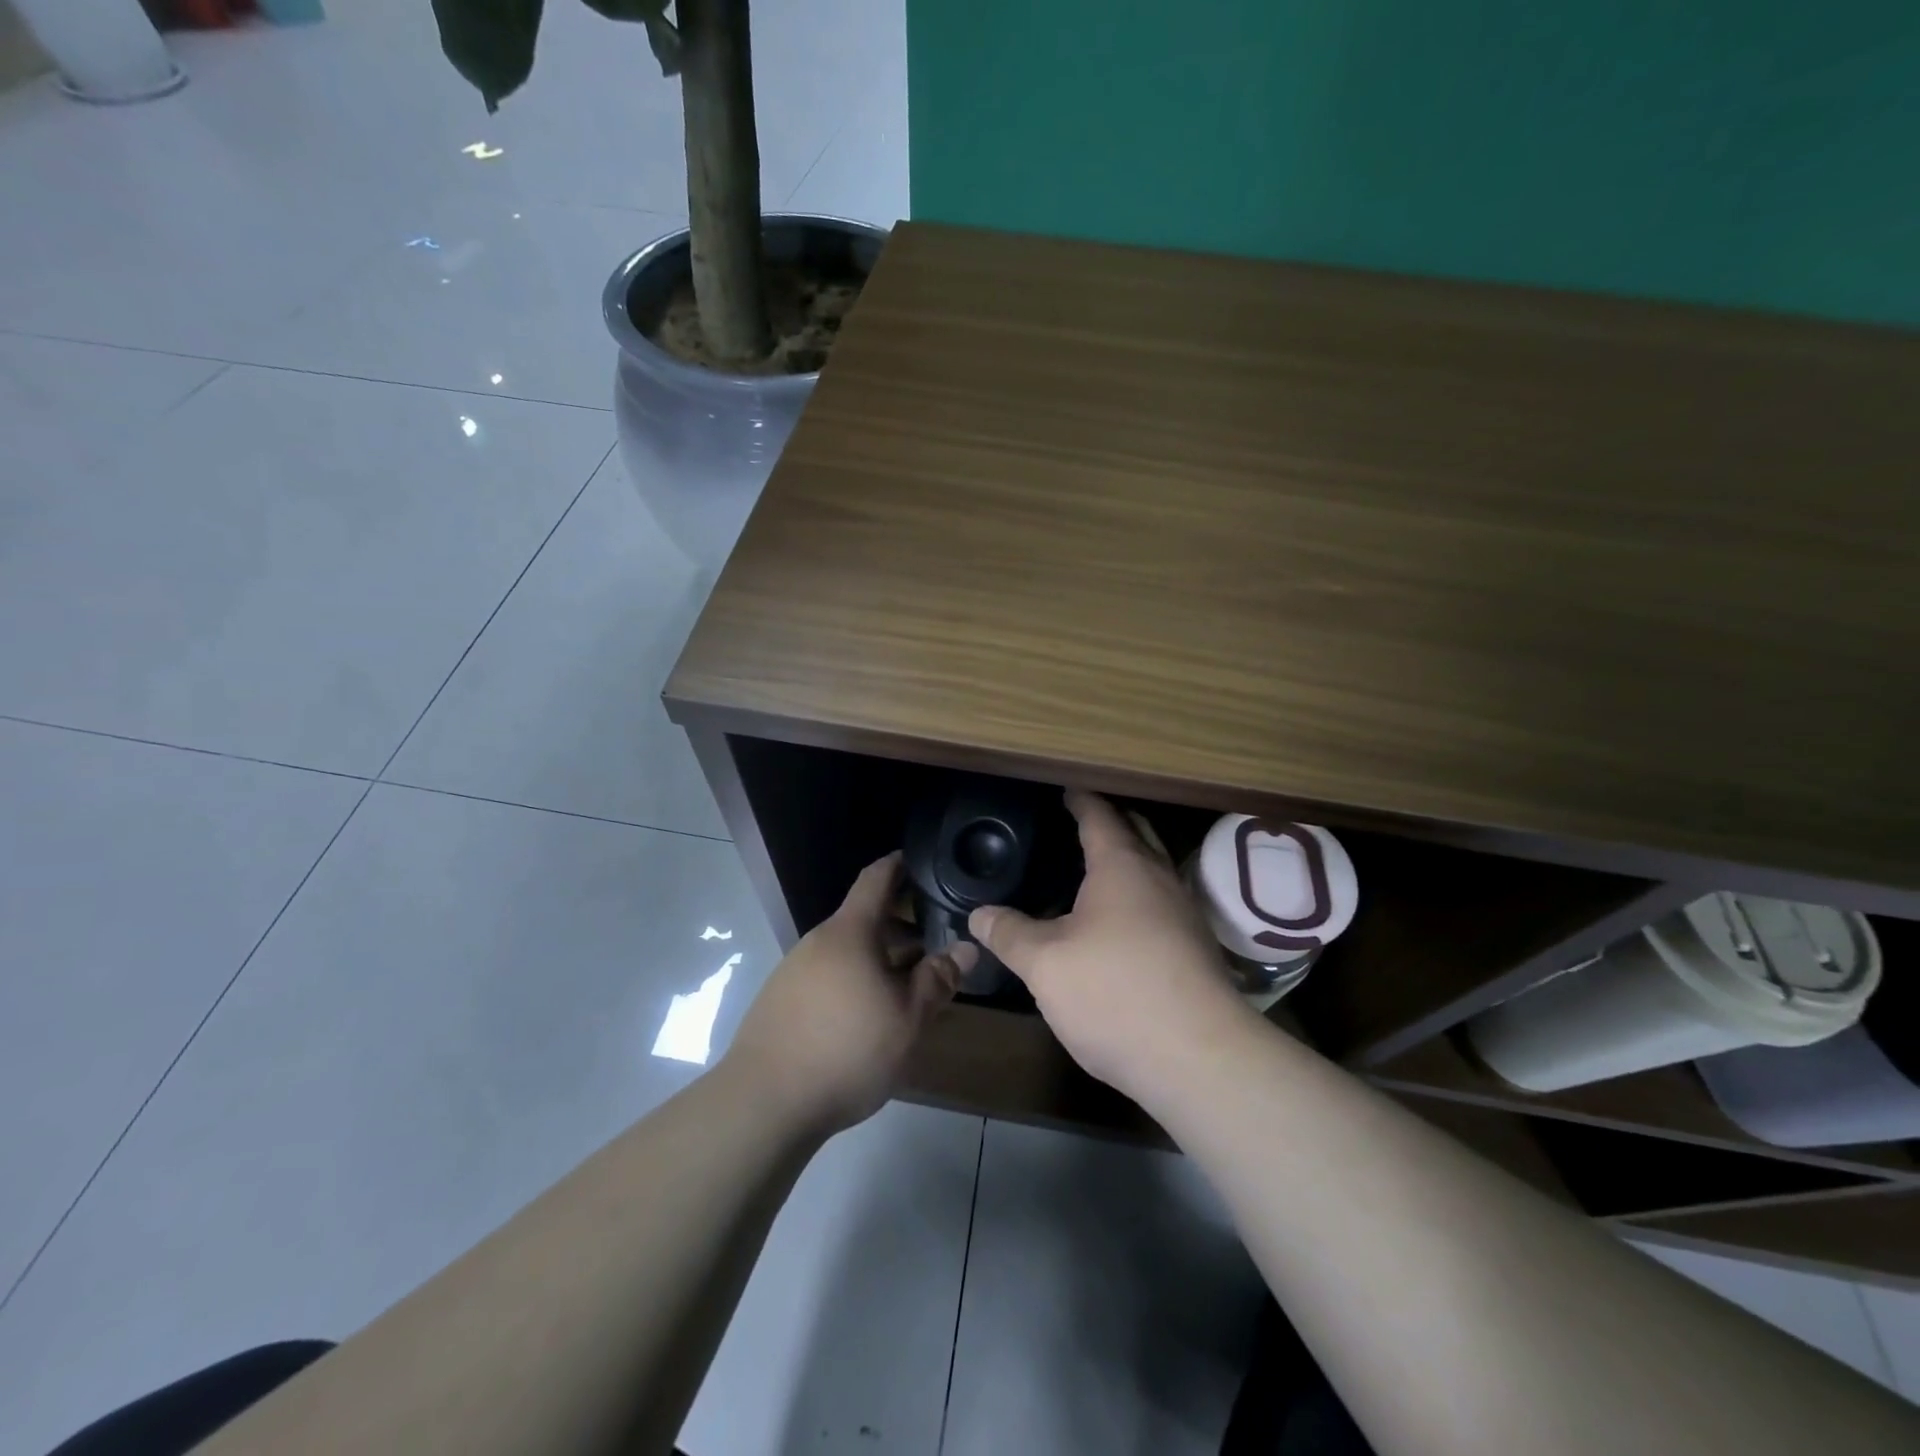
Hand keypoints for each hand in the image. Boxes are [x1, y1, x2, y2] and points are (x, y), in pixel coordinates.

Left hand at [725, 852, 975, 1135]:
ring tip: (907, 987)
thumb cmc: (847, 1049)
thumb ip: (938, 979)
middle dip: (900, 928)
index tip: (919, 861)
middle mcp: (818, 941)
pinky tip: (868, 1016)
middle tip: (934, 945)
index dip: (898, 865)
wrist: (764, 1102)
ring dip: (879, 959)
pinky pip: (828, 975)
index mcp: (850, 932)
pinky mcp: (781, 1000)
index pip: (875, 879)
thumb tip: (967, 948)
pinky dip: (855, 980)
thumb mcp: (907, 1018)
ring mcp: (794, 970)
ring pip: (847, 951)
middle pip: (864, 919)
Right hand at [968, 791, 1251, 1104]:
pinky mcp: (1195, 950)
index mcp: (1122, 866)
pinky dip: (1138, 897)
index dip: (1080, 800)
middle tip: (1080, 823)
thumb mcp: (1045, 964)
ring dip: (1128, 861)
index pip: (1099, 816)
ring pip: (1153, 870)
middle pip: (1137, 834)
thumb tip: (980, 913)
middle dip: (1111, 822)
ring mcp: (1184, 914)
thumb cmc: (1114, 992)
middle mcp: (1159, 879)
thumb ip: (1009, 933)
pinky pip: (1161, 904)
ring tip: (1094, 871)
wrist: (1199, 1058)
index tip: (1066, 790)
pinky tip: (1118, 925)